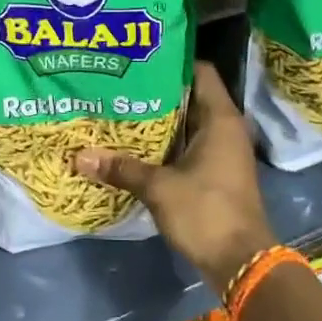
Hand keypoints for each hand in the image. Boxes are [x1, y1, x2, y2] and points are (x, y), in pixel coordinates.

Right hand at [74, 62, 274, 293]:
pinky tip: (136, 147)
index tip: (140, 59)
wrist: (241, 261)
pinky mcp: (216, 173)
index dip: (172, 62)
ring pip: (188, 124)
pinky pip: (189, 146)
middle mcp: (225, 129)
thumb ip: (122, 168)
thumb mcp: (159, 187)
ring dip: (160, 121)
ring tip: (121, 111)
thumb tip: (80, 156)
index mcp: (220, 119)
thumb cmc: (206, 212)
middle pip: (190, 97)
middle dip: (157, 92)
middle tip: (119, 85)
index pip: (200, 72)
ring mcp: (223, 152)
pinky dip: (166, 144)